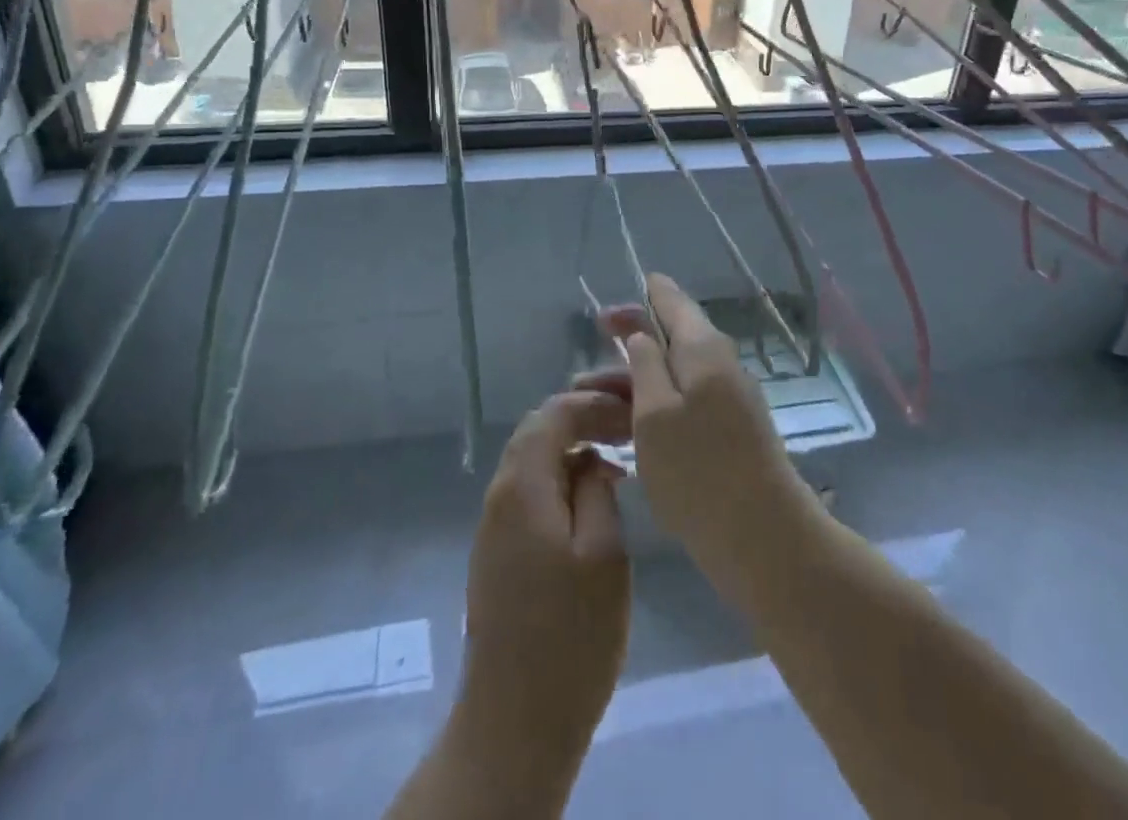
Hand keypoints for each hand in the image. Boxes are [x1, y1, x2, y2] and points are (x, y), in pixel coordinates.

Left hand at [456, 384, 632, 772]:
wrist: (515, 723)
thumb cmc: (570, 636)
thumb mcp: (603, 553)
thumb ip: (597, 490)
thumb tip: (591, 462)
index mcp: (521, 486)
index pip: (554, 414)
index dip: (594, 403)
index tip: (632, 410)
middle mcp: (499, 496)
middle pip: (538, 432)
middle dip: (582, 419)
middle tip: (627, 427)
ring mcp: (494, 527)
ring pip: (533, 462)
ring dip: (572, 449)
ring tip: (617, 458)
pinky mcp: (499, 555)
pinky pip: (531, 493)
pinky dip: (562, 479)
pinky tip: (593, 500)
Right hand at [602, 274, 814, 592]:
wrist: (763, 536)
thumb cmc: (698, 469)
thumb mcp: (654, 412)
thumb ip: (645, 364)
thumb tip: (642, 333)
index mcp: (704, 348)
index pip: (672, 301)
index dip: (641, 298)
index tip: (606, 311)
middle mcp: (722, 363)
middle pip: (673, 339)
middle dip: (630, 348)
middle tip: (587, 370)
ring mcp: (731, 397)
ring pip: (677, 374)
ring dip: (638, 382)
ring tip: (595, 402)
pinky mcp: (733, 429)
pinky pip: (688, 400)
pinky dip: (657, 404)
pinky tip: (632, 427)